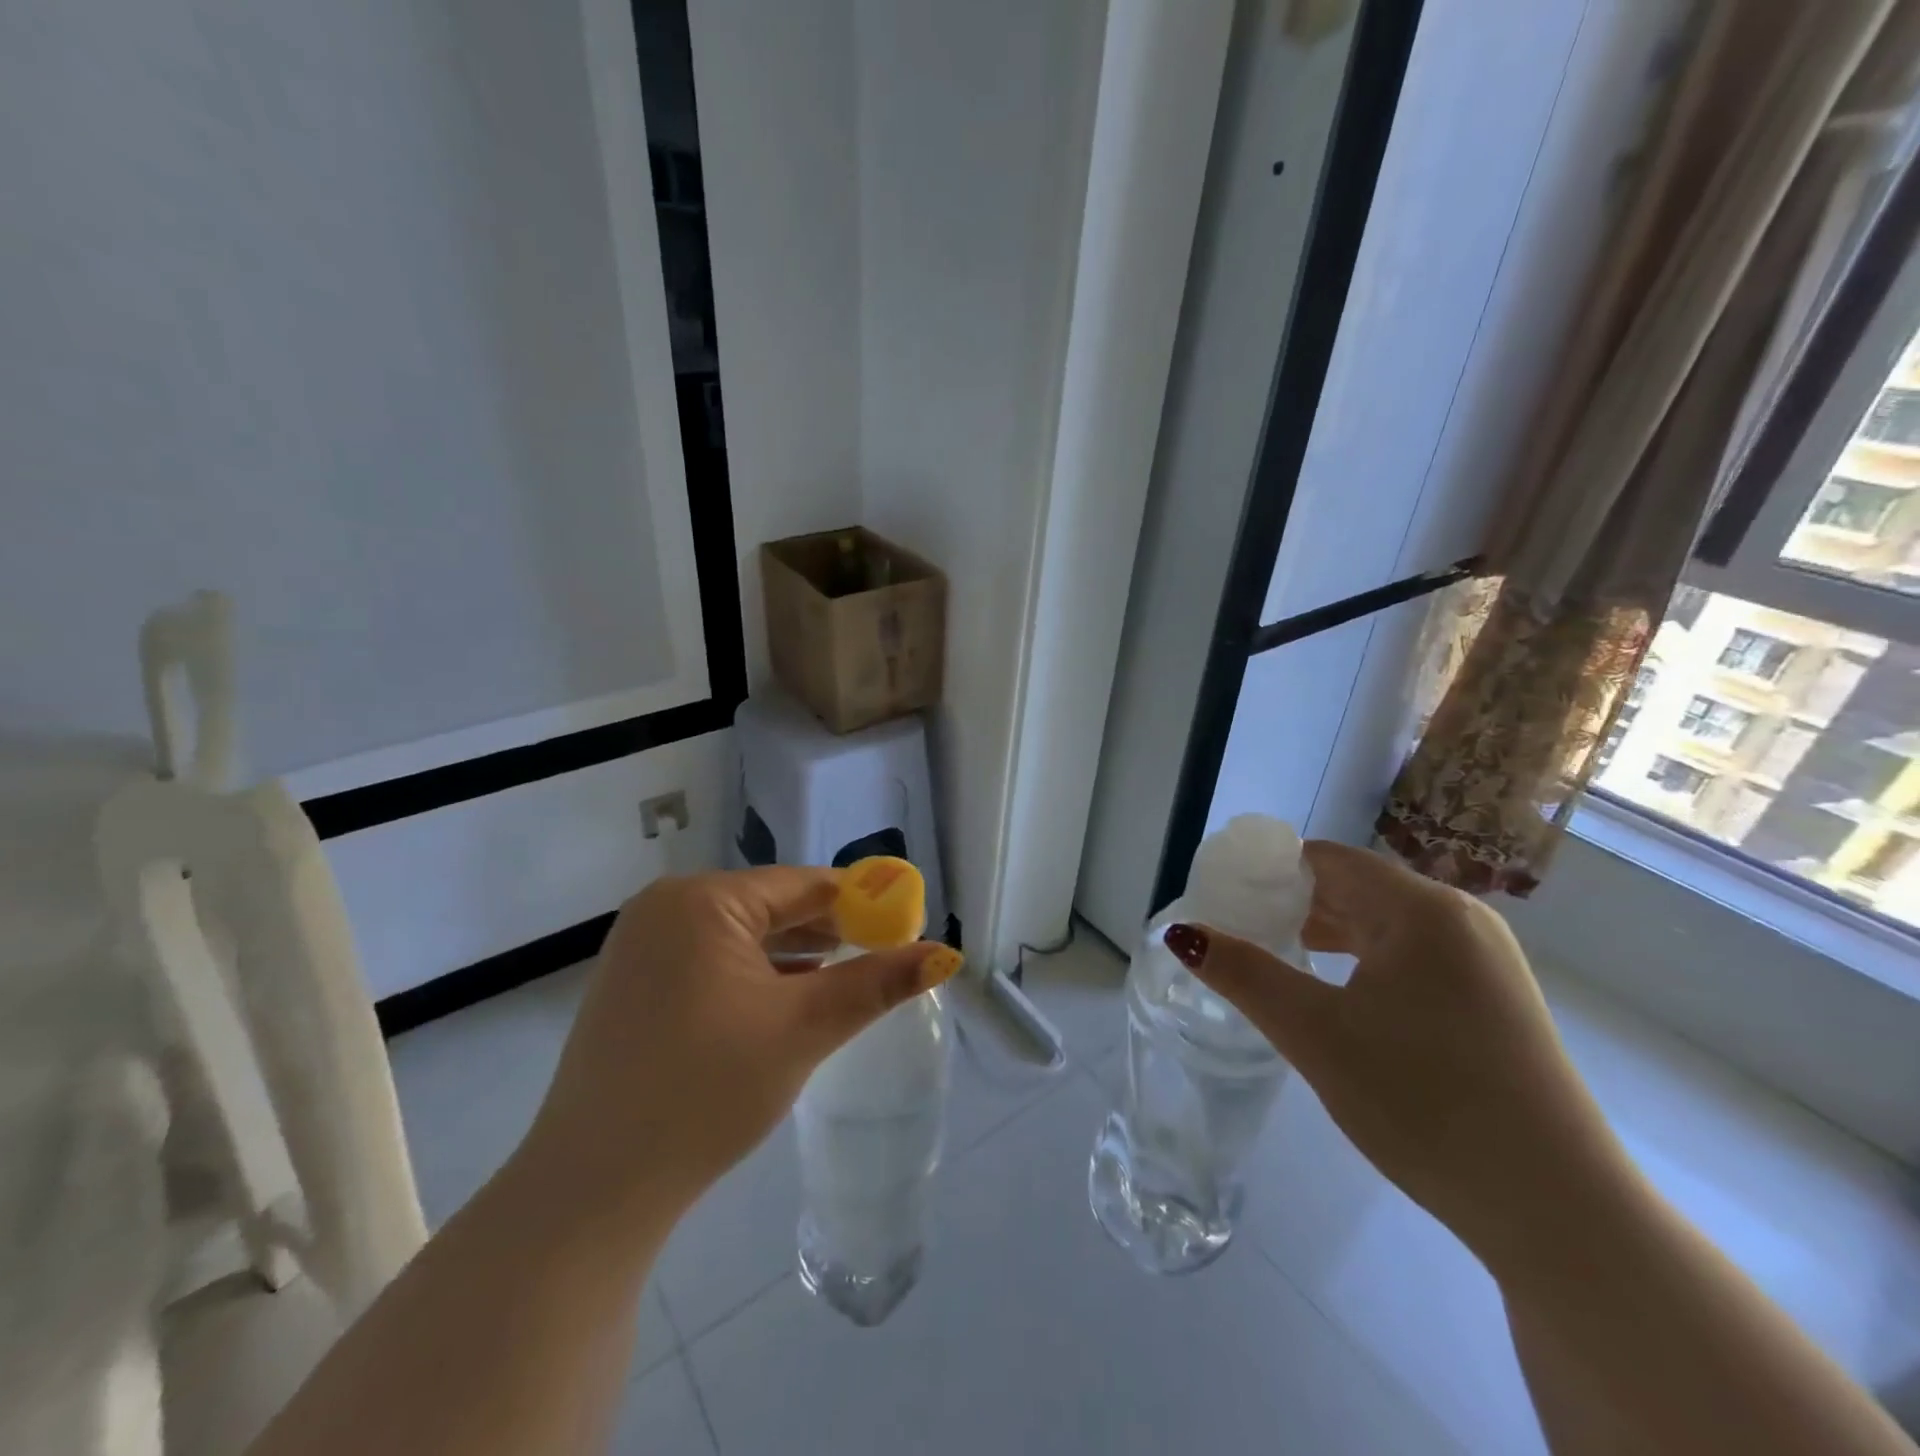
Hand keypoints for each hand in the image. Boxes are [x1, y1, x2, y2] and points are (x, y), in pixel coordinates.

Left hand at [521, 868, 957, 1221]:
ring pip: (741, 937)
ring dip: (794, 956)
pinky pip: (711, 962)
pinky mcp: (634, 985)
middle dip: (828, 932)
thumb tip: (945, 953)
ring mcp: (641, 947)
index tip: (906, 925)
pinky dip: (754, 977)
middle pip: (770, 907)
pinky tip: (786, 1001)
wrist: (591, 1191)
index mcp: (700, 900)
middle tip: (883, 956)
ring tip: (844, 978)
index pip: (802, 885)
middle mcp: (665, 908)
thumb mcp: (803, 1029)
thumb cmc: (705, 1091)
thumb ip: (876, 983)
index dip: (861, 903)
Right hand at [1168, 841, 1634, 1272]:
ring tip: (1273, 957)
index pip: (1326, 860)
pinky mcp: (1495, 1000)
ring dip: (1325, 934)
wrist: (1558, 1211)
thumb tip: (1182, 933)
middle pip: (1355, 888)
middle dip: (1291, 903)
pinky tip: (1335, 994)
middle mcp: (1460, 919)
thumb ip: (1244, 973)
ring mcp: (1485, 961)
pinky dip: (1363, 962)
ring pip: (1384, 925)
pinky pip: (1412, 957)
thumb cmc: (1424, 1102)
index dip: (1268, 870)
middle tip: (1236, 929)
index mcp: (1422, 909)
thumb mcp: (1315, 1033)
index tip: (1220, 894)